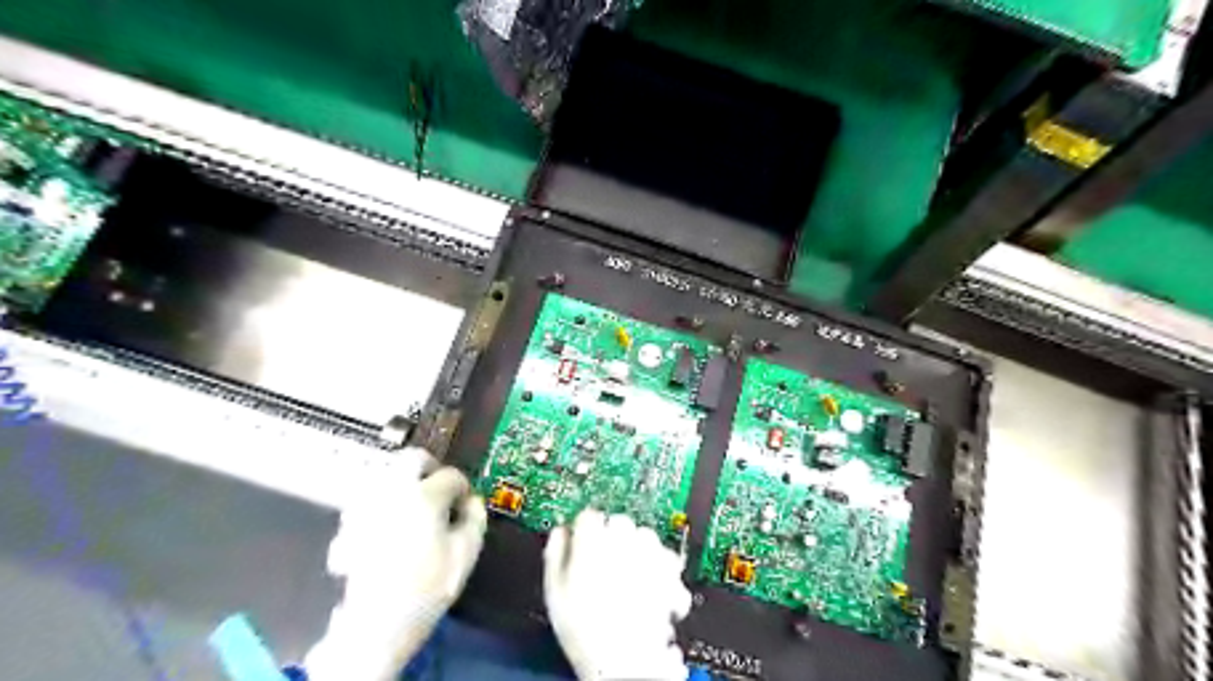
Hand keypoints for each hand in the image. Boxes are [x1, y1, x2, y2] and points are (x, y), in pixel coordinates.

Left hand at [303, 447, 486, 680]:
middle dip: (431, 469)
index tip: (465, 503)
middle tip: (440, 489)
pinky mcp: (348, 524)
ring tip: (414, 507)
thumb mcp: (466, 553)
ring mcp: (366, 505)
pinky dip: (381, 503)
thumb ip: (476, 518)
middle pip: (413, 458)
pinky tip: (388, 525)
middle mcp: (392, 490)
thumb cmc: (427, 587)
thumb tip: (473, 503)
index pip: (451, 475)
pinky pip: (368, 499)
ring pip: (387, 474)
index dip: (463, 488)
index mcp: (425, 495)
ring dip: (404, 483)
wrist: (378, 623)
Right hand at [542, 510, 686, 680]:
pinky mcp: (670, 572)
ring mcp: (649, 556)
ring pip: (645, 535)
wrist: (623, 664)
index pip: (588, 516)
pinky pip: (668, 557)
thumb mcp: (554, 592)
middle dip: (613, 537)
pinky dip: (661, 568)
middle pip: (618, 522)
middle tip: (604, 563)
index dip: (583, 530)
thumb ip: (555, 553)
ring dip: (638, 549)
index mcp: (591, 543)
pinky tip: (651, 586)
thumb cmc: (587, 633)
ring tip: (628, 576)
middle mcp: (623, 542)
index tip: (582, 541)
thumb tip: (560, 532)